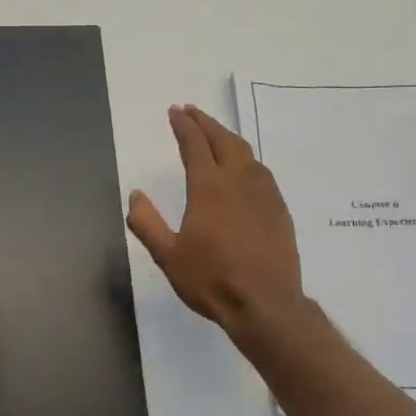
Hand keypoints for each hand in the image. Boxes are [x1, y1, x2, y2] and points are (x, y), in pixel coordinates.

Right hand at [127, 105, 303, 334]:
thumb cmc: (212, 280)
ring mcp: (264, 193)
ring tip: (215, 135)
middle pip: (222, 140)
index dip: (183, 125)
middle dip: (205, 122)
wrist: (266, 304)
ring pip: (246, 153)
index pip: (194, 144)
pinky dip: (246, 159)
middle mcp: (238, 181)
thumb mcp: (168, 256)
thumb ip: (147, 223)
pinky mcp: (279, 209)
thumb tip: (135, 195)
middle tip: (191, 112)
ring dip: (227, 137)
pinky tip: (244, 168)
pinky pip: (261, 172)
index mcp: (209, 187)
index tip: (175, 111)